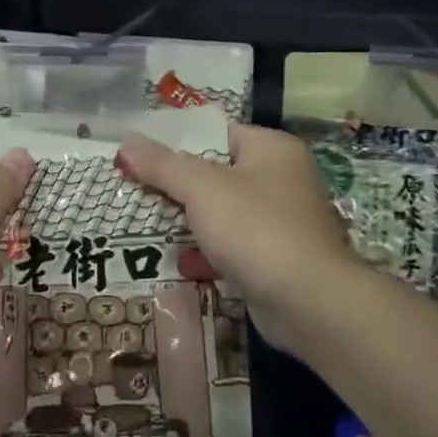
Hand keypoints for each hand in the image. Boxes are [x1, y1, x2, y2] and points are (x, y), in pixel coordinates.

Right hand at [116, 123, 361, 354]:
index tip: (141, 156)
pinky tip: (183, 263)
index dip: (177, 142)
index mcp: (272, 149)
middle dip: (179, 187)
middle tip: (138, 191)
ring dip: (191, 222)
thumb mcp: (202, 189)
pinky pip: (235, 246)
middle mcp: (283, 178)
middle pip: (218, 173)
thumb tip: (127, 142)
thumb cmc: (256, 229)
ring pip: (225, 212)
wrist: (310, 303)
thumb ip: (163, 165)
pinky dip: (210, 253)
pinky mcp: (279, 258)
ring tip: (151, 226)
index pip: (217, 133)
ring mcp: (284, 220)